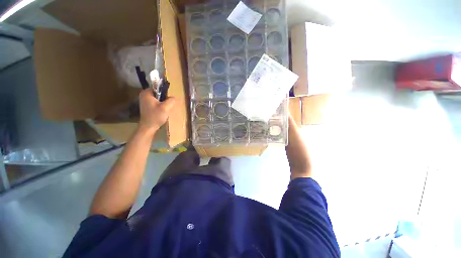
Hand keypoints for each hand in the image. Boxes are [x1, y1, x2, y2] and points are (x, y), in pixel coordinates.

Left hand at [138, 89, 175, 133]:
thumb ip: (171, 100)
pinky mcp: (147, 106)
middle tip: (168, 104)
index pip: (158, 87)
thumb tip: (174, 97)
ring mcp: (145, 100)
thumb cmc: (155, 116)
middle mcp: (144, 95)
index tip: (168, 99)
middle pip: (158, 93)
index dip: (165, 92)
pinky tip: (162, 110)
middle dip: (164, 98)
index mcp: (146, 93)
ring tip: (166, 108)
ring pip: (158, 98)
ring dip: (163, 102)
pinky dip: (160, 105)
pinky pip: (156, 102)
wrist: (148, 127)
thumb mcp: (166, 108)